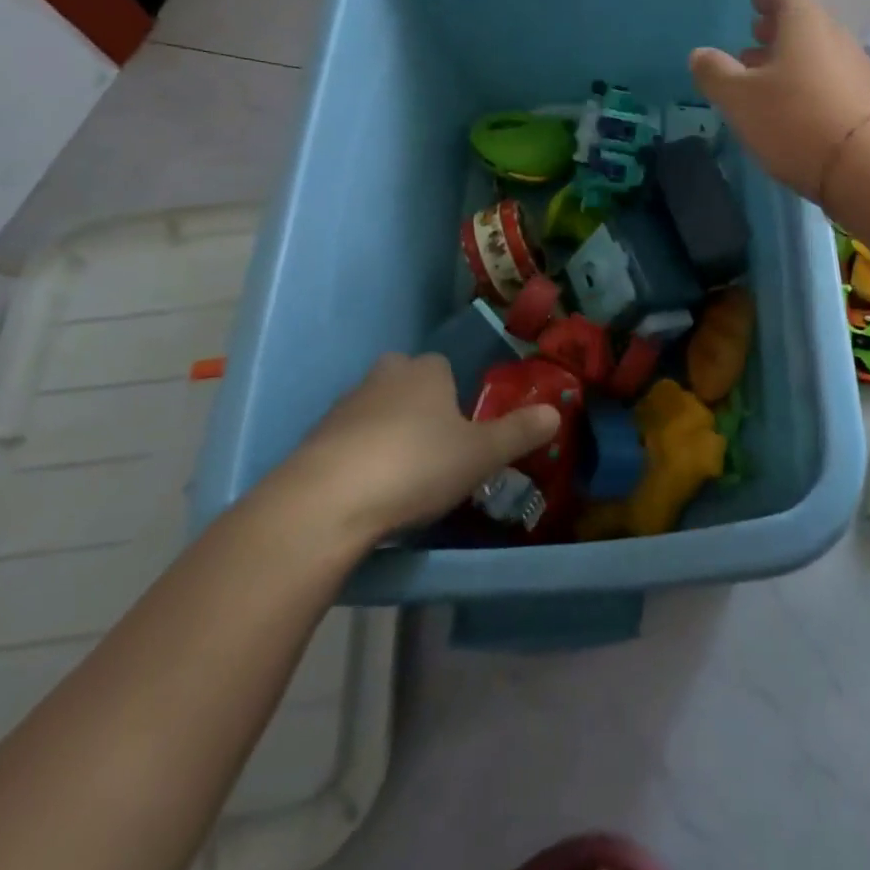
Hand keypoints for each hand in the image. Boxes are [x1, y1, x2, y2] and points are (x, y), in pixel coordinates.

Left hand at [271, 352, 558, 546]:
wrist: (326, 502)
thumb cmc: (416, 465)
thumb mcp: (480, 454)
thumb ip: (519, 432)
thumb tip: (557, 412)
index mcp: (426, 371)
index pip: (445, 367)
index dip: (455, 396)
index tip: (462, 431)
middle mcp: (384, 376)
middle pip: (407, 383)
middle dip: (419, 407)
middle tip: (434, 450)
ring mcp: (343, 406)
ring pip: (375, 411)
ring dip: (386, 434)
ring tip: (401, 478)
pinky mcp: (313, 440)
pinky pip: (346, 441)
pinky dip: (358, 459)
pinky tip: (367, 493)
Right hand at [690, 0, 869, 200]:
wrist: (865, 167)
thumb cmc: (794, 121)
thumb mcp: (740, 98)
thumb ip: (715, 72)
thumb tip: (700, 54)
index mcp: (806, 24)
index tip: (753, 3)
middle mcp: (836, 38)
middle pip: (805, 24)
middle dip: (777, 31)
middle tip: (752, 43)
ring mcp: (857, 70)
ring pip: (818, 54)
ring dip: (791, 61)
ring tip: (765, 81)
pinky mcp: (868, 102)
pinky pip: (831, 80)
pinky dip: (808, 83)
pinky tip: (793, 109)